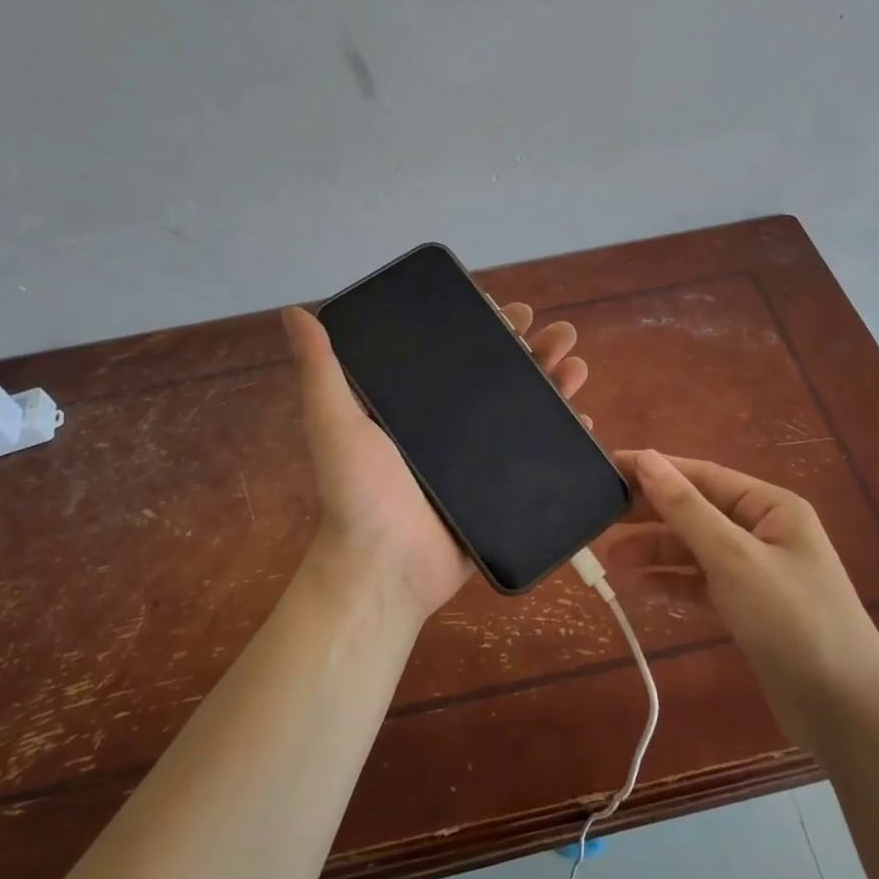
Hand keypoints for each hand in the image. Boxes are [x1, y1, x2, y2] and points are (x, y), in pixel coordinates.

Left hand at [281, 302, 589, 622]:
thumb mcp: (333, 423)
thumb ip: (320, 369)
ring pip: (527, 409)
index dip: (489, 328)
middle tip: (560, 332)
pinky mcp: (503, 490)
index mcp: (419, 405)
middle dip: (534, 349)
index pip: (459, 353)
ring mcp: (482, 459)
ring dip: (555, 383)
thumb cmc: (358, 493)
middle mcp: (453, 426)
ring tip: (577, 364)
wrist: (384, 569)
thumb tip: (294, 310)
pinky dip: (564, 435)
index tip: (513, 310)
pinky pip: (539, 455)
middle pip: (502, 376)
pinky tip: (584, 418)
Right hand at [602, 450, 878, 754]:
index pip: (703, 475)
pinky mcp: (750, 608)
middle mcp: (765, 531)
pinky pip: (703, 583)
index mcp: (771, 507)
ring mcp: (758, 571)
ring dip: (656, 551)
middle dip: (652, 514)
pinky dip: (673, 582)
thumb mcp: (734, 557)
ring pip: (696, 549)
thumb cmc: (792, 620)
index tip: (609, 466)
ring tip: (610, 557)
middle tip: (601, 516)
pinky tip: (639, 587)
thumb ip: (686, 508)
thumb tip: (647, 459)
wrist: (846, 711)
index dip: (655, 470)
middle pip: (698, 511)